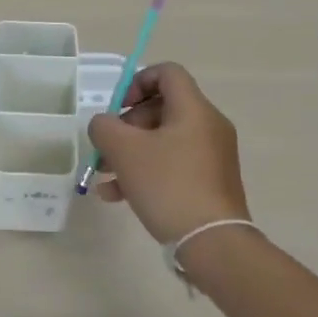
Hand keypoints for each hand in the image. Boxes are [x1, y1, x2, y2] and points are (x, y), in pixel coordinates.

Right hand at [86, 63, 248, 243]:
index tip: (118, 107)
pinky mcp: (211, 182)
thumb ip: (104, 127)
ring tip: (104, 175)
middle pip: (162, 108)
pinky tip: (118, 196)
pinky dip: (147, 171)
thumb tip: (104, 124)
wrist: (213, 243)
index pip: (167, 72)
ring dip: (131, 152)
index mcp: (194, 109)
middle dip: (127, 125)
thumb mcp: (124, 151)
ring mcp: (213, 156)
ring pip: (164, 140)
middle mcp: (208, 126)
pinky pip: (174, 164)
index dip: (137, 81)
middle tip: (107, 147)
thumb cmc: (168, 185)